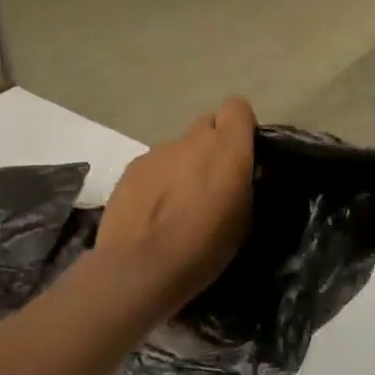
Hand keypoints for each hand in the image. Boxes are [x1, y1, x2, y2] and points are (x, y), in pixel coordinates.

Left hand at [96, 97, 255, 314]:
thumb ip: (241, 184)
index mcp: (228, 149)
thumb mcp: (243, 220)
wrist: (141, 266)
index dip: (241, 127)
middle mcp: (193, 140)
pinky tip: (152, 212)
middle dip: (212, 146)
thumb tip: (234, 177)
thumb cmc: (205, 248)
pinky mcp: (131, 168)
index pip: (238, 108)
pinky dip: (157, 181)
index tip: (242, 153)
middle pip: (207, 125)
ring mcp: (158, 152)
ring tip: (177, 205)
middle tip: (211, 181)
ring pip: (178, 149)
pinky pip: (154, 165)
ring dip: (183, 167)